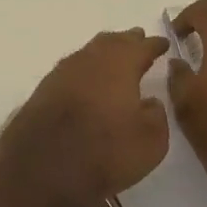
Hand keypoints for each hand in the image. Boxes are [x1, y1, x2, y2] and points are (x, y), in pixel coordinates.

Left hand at [0, 29, 170, 206]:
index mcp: (120, 64)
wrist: (42, 166)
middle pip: (112, 42)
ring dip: (104, 52)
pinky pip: (72, 70)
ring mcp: (63, 71)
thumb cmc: (105, 151)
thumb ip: (156, 115)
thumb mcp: (150, 142)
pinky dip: (85, 70)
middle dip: (127, 41)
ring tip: (114, 58)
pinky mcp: (44, 89)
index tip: (163, 43)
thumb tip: (149, 102)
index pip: (142, 47)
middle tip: (138, 40)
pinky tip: (87, 81)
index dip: (154, 44)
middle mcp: (90, 59)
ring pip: (89, 52)